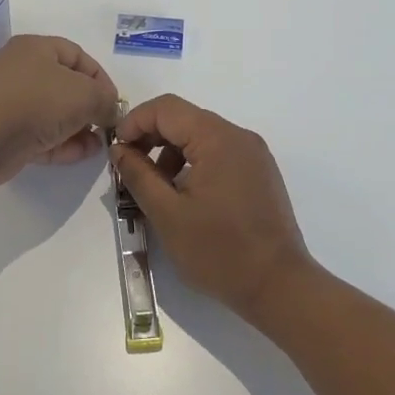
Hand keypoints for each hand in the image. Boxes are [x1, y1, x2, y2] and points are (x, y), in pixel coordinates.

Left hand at [0, 35, 119, 184]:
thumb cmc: (38, 101)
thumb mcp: (85, 94)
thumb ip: (105, 100)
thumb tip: (111, 112)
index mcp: (36, 49)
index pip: (77, 55)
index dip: (100, 78)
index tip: (114, 102)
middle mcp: (21, 71)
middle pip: (65, 86)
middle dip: (90, 107)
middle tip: (106, 124)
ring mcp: (12, 103)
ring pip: (54, 114)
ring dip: (79, 129)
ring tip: (99, 144)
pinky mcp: (7, 133)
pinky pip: (42, 135)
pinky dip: (63, 143)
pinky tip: (84, 153)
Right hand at [111, 94, 317, 319]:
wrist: (278, 286)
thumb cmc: (219, 251)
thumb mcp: (167, 214)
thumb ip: (138, 175)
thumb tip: (119, 149)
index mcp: (218, 138)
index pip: (166, 108)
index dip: (134, 122)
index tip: (116, 152)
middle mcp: (239, 136)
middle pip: (184, 118)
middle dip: (151, 138)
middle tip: (130, 170)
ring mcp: (254, 154)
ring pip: (201, 136)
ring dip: (171, 153)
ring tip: (156, 189)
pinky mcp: (260, 173)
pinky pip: (219, 153)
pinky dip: (194, 164)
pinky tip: (185, 197)